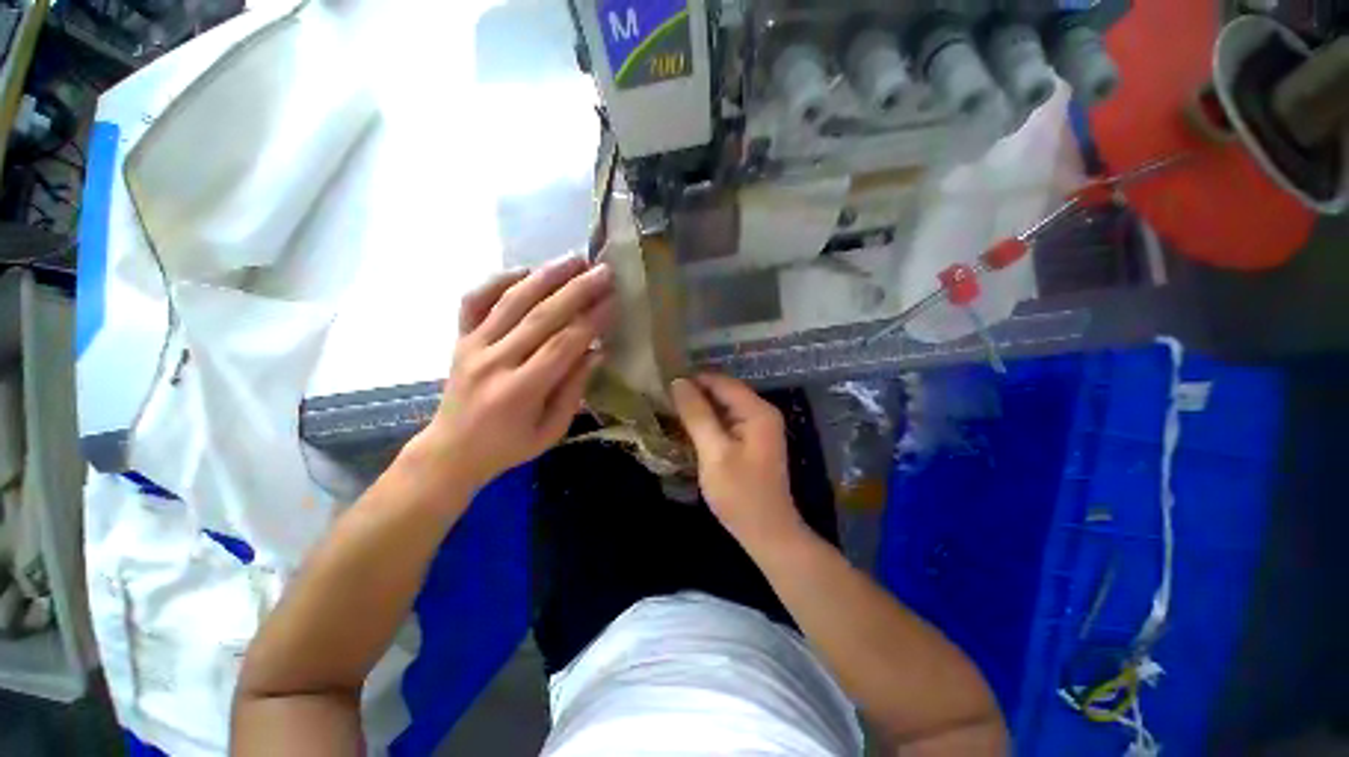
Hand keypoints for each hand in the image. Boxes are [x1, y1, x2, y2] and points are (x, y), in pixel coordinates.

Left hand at [419, 255, 614, 493]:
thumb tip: (596, 350)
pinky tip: (526, 271)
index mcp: (520, 390)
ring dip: (545, 276)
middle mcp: (494, 361)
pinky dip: (499, 279)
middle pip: (541, 315)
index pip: (563, 344)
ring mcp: (473, 345)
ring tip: (574, 259)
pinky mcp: (460, 337)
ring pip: (511, 300)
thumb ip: (574, 389)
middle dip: (577, 290)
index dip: (591, 320)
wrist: (452, 450)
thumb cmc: (509, 446)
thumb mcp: (552, 429)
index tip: (613, 301)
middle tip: (603, 270)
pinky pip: (476, 299)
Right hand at [670, 374, 805, 548]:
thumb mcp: (714, 452)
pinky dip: (707, 422)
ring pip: (723, 406)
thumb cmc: (740, 495)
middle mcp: (761, 412)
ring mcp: (758, 427)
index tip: (663, 385)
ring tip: (670, 411)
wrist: (767, 533)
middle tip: (663, 399)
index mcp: (757, 411)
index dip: (693, 380)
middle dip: (695, 393)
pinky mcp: (751, 440)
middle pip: (723, 392)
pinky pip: (726, 421)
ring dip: (699, 408)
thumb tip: (678, 382)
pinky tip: (687, 428)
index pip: (721, 382)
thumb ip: (697, 415)